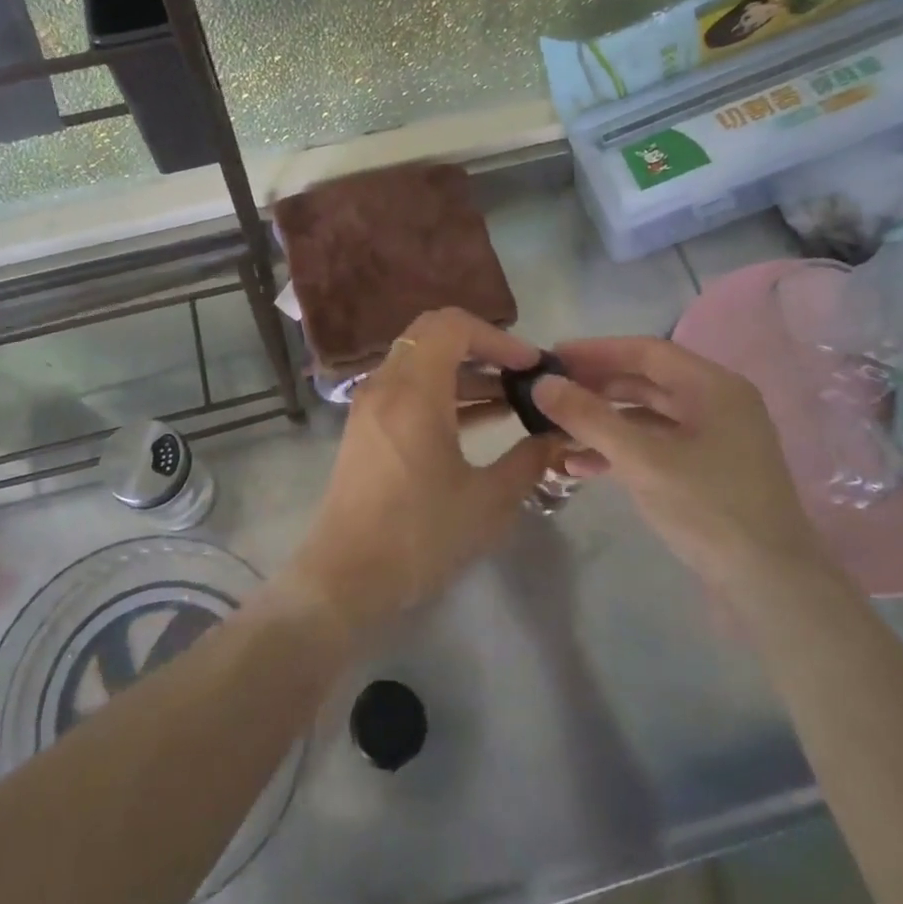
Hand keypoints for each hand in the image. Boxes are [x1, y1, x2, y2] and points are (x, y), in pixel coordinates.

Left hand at [286, 308, 558, 637]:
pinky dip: (443, 391)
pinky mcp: (366, 426)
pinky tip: (480, 420)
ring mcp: (370, 404)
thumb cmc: (419, 536)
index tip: (531, 367)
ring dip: (465, 371)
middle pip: (433, 334)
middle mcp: (386, 385)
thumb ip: (529, 460)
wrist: (346, 577)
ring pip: (421, 361)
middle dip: (482, 346)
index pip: (453, 326)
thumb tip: (556, 437)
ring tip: (512, 400)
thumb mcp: (488, 501)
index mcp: (413, 391)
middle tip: (521, 375)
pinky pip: (408, 387)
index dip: (498, 337)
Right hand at [532, 338, 832, 597]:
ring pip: (647, 416)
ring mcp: (714, 439)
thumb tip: (542, 383)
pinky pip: (655, 446)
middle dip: (595, 387)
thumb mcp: (642, 460)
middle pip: (646, 381)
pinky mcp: (707, 471)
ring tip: (555, 430)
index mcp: (714, 387)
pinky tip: (581, 466)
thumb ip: (590, 418)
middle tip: (549, 393)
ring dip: (602, 421)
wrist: (772, 588)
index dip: (595, 351)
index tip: (551, 357)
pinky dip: (620, 450)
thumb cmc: (710, 510)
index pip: (646, 351)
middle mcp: (717, 404)